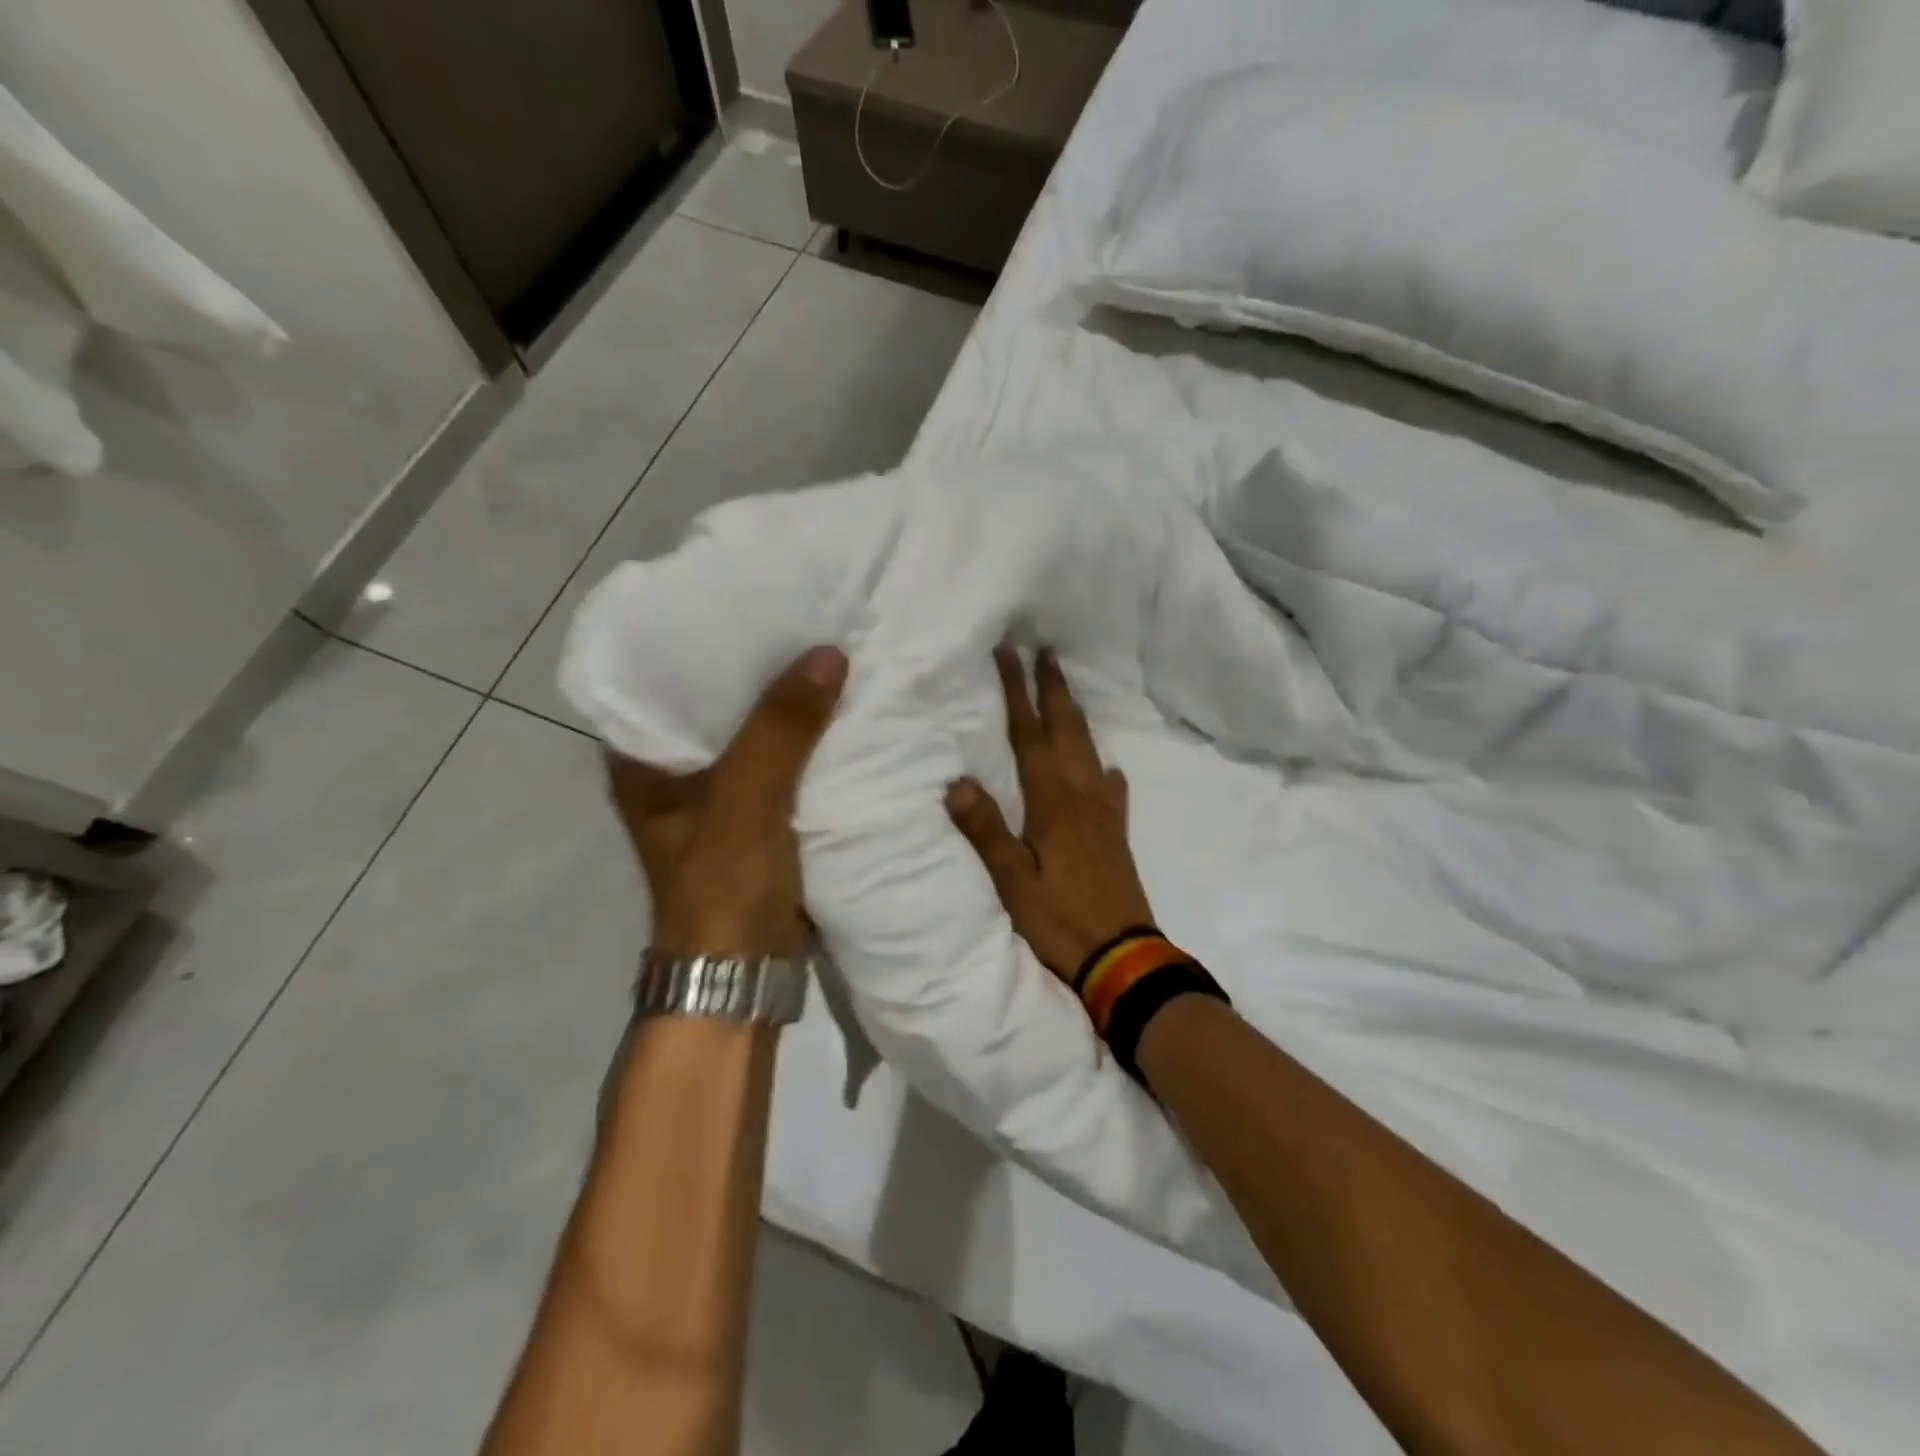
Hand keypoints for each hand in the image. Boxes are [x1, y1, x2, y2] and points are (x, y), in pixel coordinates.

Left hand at [608, 646, 847, 956]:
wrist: (747, 974)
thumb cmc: (724, 888)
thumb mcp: (746, 802)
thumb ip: (780, 730)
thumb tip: (829, 653)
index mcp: (644, 760)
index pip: (665, 678)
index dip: (704, 638)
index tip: (747, 599)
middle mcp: (676, 769)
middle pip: (718, 702)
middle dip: (759, 666)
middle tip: (803, 615)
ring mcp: (720, 793)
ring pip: (757, 731)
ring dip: (789, 703)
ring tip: (829, 649)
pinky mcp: (760, 814)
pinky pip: (786, 761)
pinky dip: (810, 740)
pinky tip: (842, 709)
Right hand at [946, 645, 1155, 982]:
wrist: (1123, 956)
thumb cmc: (1060, 918)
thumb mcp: (1012, 882)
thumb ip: (986, 831)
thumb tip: (957, 782)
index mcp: (1052, 802)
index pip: (1029, 735)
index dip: (1017, 692)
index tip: (1010, 652)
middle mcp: (1082, 795)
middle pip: (1066, 730)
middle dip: (1053, 689)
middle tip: (1046, 651)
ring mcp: (1104, 812)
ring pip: (1090, 749)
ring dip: (1076, 714)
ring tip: (1067, 689)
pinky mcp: (1117, 832)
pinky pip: (1112, 787)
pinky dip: (1104, 767)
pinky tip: (1105, 766)